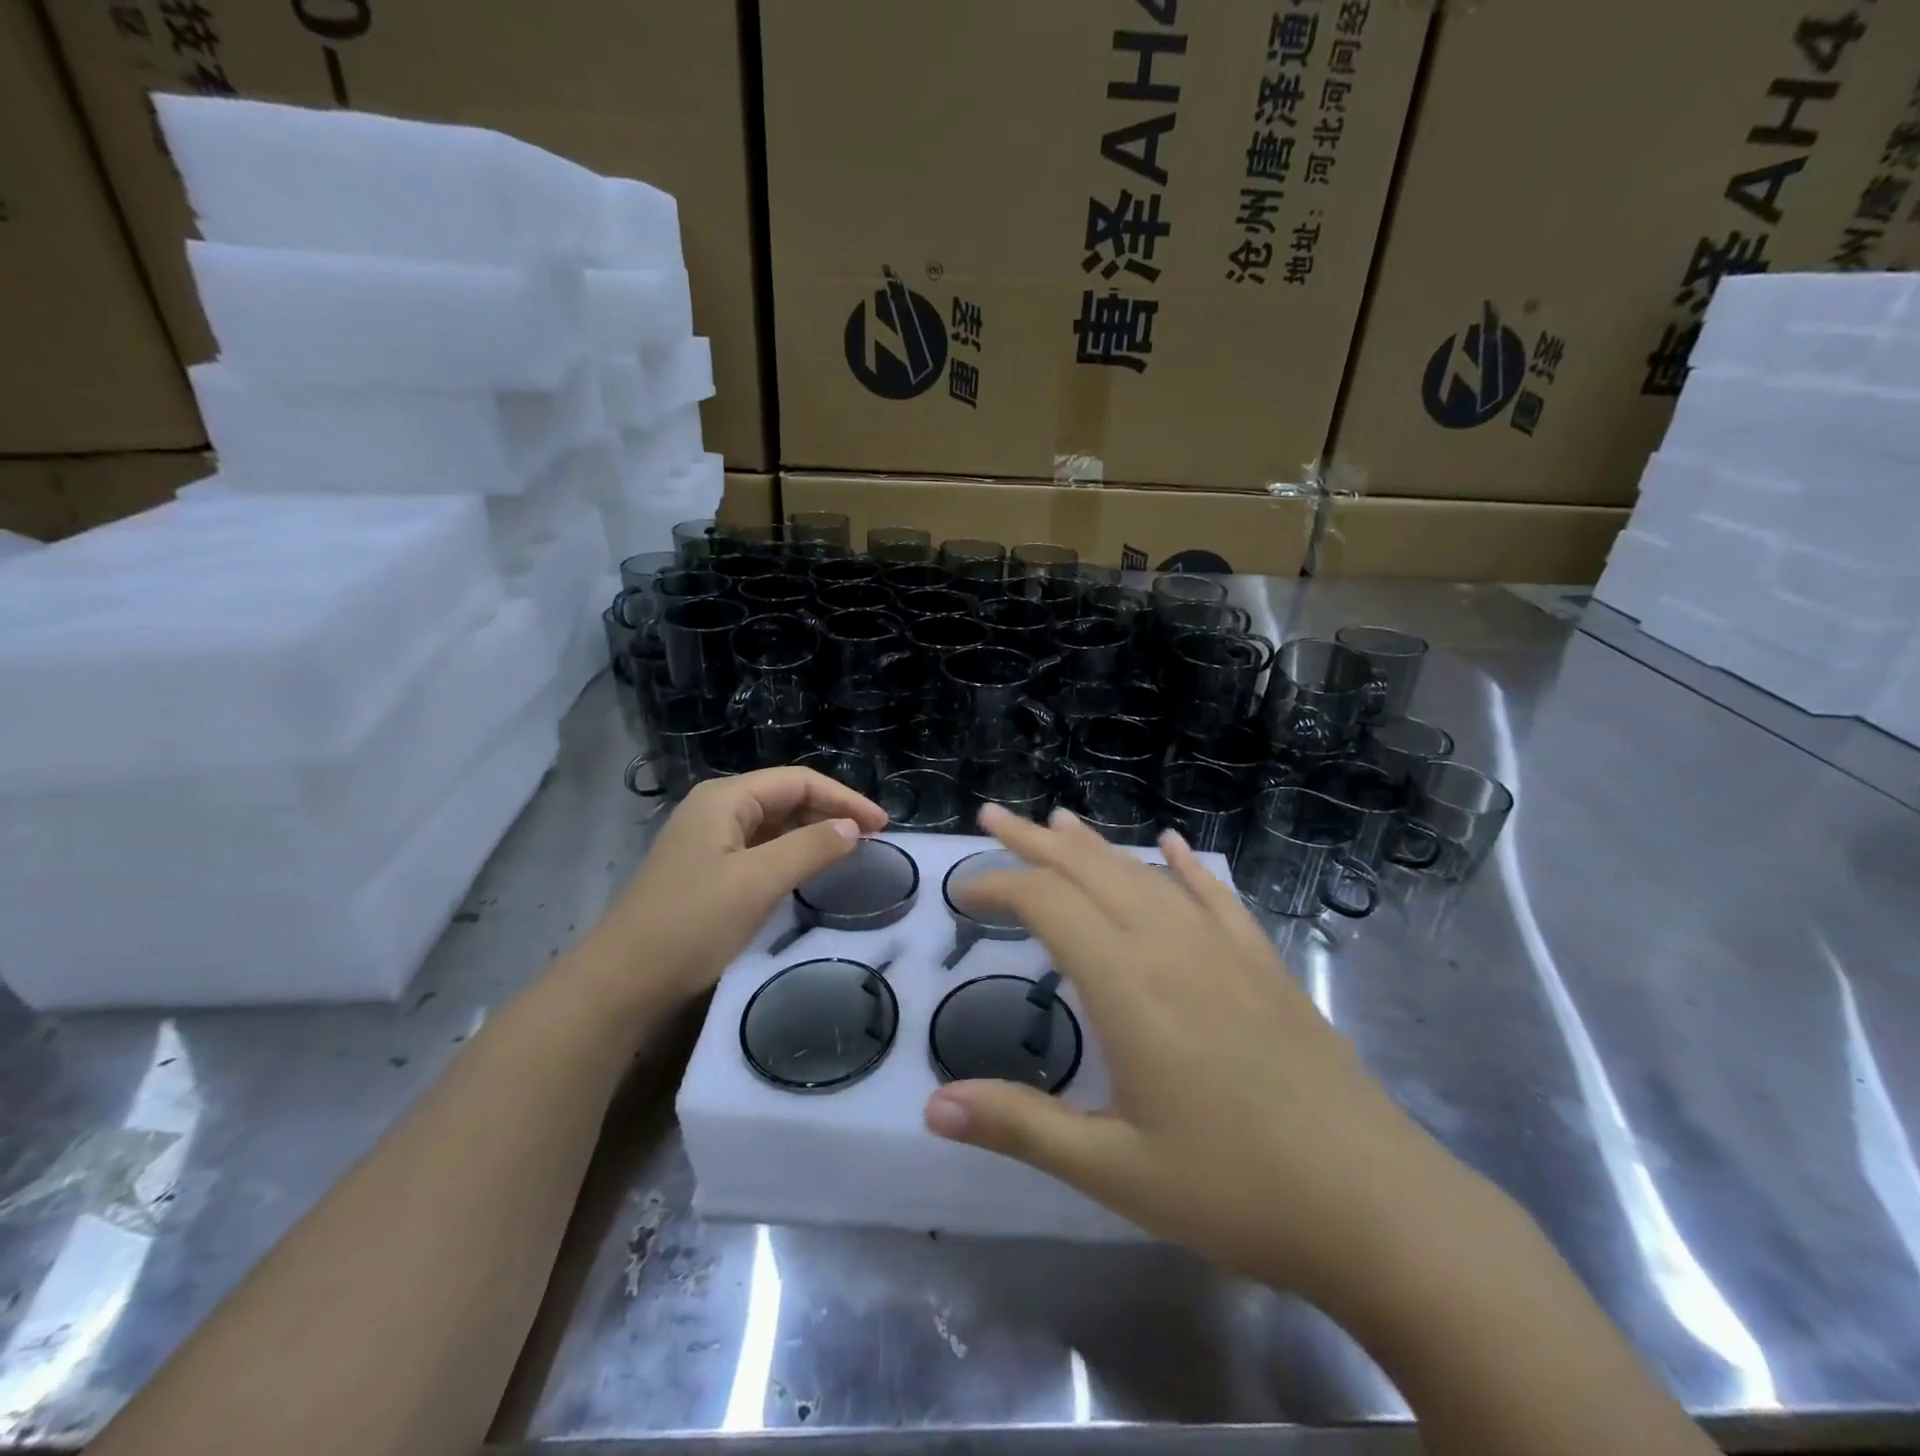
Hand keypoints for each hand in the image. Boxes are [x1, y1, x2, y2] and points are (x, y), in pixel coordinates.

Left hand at [580, 769, 888, 1012]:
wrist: (621, 982)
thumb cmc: (691, 923)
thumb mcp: (758, 881)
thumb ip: (810, 848)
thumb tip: (852, 828)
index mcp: (725, 798)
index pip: (798, 782)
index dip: (844, 798)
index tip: (882, 826)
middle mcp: (715, 809)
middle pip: (785, 797)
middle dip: (830, 812)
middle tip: (872, 840)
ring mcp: (707, 840)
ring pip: (773, 824)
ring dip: (812, 833)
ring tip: (849, 853)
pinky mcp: (706, 870)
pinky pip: (759, 849)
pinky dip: (790, 854)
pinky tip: (807, 872)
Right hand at [925, 805, 1477, 1311]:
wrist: (1375, 1207)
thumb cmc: (1233, 1190)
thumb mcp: (1113, 1170)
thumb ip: (1020, 1126)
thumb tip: (932, 1106)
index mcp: (1127, 984)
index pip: (1046, 903)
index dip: (997, 885)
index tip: (961, 894)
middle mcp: (1170, 945)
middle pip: (1090, 870)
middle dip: (1034, 841)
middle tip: (994, 817)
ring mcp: (1224, 948)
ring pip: (1145, 873)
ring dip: (1095, 846)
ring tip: (1059, 821)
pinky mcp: (1263, 963)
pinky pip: (1215, 895)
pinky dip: (1184, 864)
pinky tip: (1171, 843)